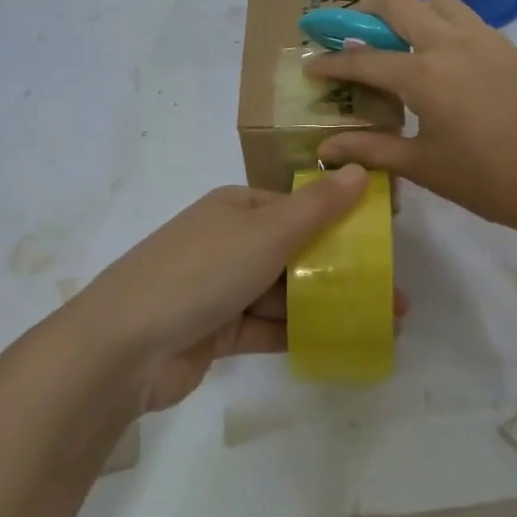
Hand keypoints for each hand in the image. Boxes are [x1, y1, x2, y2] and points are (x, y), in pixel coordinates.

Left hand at [67, 166, 400, 411]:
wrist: (123, 347)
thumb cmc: (200, 273)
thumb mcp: (266, 233)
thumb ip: (317, 207)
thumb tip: (360, 169)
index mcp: (236, 207)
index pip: (297, 207)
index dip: (341, 222)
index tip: (382, 243)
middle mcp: (228, 242)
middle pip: (295, 252)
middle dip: (343, 271)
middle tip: (393, 293)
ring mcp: (220, 288)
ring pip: (285, 292)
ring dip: (328, 305)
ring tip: (382, 322)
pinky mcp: (216, 332)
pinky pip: (267, 327)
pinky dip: (300, 333)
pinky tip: (341, 343)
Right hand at [304, 0, 516, 238]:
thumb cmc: (486, 180)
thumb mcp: (422, 166)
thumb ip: (371, 150)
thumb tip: (324, 149)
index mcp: (424, 75)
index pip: (364, 59)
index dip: (332, 62)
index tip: (312, 65)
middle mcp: (452, 44)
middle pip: (399, 3)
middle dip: (367, 11)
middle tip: (356, 35)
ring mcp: (488, 41)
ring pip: (441, 3)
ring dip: (414, 12)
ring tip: (407, 42)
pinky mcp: (514, 50)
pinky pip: (472, 23)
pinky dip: (449, 29)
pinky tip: (452, 64)